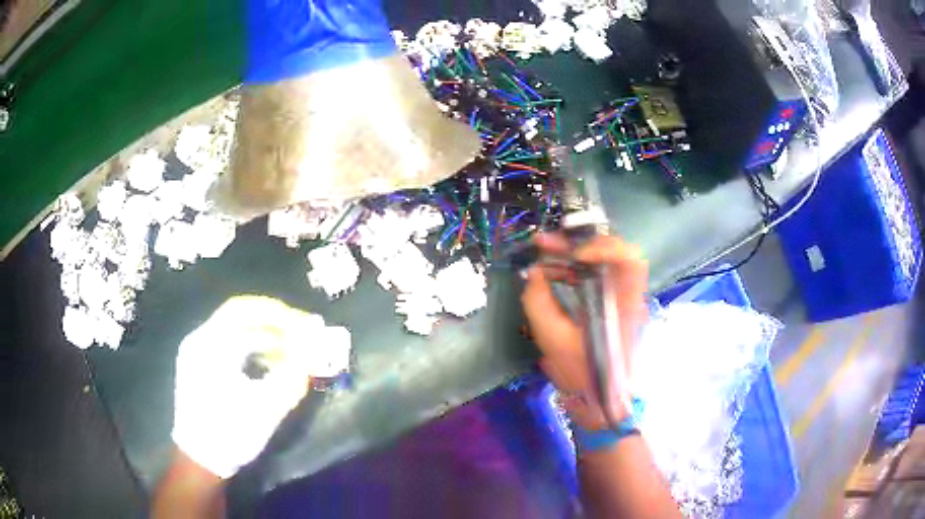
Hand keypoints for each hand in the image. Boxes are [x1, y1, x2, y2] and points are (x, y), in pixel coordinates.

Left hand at [171, 296, 350, 477]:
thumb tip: (313, 355)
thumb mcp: (265, 409)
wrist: (201, 459)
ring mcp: (199, 353)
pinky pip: (232, 348)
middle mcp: (201, 341)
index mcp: (209, 346)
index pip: (244, 310)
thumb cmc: (229, 433)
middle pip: (241, 318)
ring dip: (268, 339)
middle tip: (305, 334)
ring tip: (295, 353)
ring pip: (238, 333)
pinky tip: (274, 365)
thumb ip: (291, 379)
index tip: (306, 324)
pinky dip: (256, 351)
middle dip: (276, 325)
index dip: (278, 313)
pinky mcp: (203, 367)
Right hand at [521, 234, 648, 430]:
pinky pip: (594, 275)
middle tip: (543, 243)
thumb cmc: (583, 373)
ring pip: (600, 261)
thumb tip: (534, 273)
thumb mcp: (553, 340)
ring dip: (570, 254)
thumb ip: (538, 302)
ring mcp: (620, 298)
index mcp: (625, 303)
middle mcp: (627, 294)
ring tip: (542, 252)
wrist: (601, 401)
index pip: (629, 258)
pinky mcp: (610, 304)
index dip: (604, 247)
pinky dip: (573, 269)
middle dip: (575, 243)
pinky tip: (552, 271)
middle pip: (610, 252)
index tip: (575, 256)